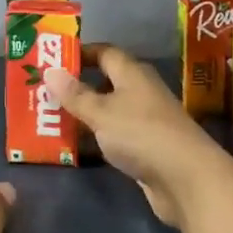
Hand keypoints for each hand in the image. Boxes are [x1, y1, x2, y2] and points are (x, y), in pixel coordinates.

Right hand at [46, 45, 232, 227]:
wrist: (187, 180)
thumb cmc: (141, 134)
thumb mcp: (101, 112)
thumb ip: (75, 94)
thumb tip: (50, 71)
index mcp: (132, 73)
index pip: (104, 52)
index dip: (80, 53)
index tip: (52, 59)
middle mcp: (140, 91)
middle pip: (105, 81)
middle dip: (76, 86)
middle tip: (44, 90)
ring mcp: (145, 121)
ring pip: (108, 111)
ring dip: (84, 114)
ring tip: (50, 117)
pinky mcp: (146, 148)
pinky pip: (114, 136)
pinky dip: (96, 138)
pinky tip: (74, 146)